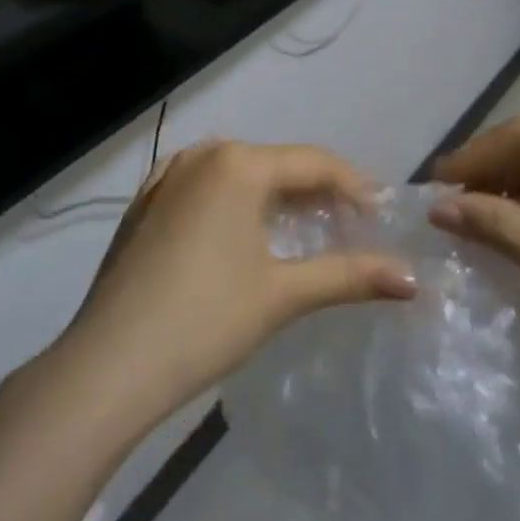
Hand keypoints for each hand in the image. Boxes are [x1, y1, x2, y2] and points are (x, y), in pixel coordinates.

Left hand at [59, 140, 415, 420]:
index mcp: (238, 164)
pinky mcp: (144, 203)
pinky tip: (242, 234)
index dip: (354, 186)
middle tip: (349, 225)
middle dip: (315, 191)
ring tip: (304, 229)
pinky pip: (204, 187)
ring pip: (239, 173)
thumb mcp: (283, 295)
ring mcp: (167, 175)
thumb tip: (412, 278)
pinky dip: (234, 203)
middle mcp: (202, 155)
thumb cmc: (204, 321)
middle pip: (276, 163)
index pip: (314, 163)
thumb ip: (350, 277)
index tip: (382, 215)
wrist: (107, 365)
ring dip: (275, 196)